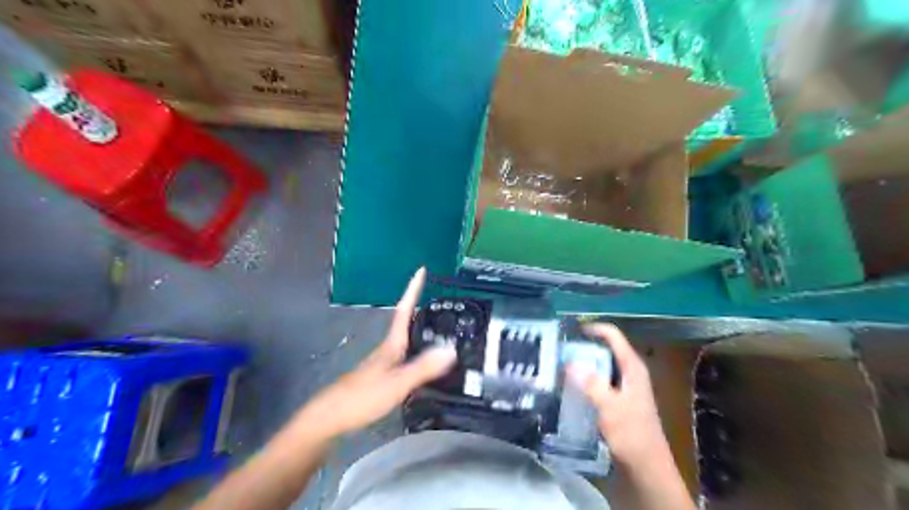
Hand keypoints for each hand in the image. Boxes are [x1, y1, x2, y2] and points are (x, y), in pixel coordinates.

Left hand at [300, 269, 454, 439]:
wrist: (330, 417)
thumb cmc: (362, 397)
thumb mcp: (397, 383)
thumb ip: (423, 368)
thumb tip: (451, 349)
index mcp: (391, 345)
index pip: (404, 311)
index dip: (412, 290)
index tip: (421, 270)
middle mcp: (387, 350)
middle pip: (404, 322)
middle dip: (418, 307)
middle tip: (439, 299)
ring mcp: (382, 363)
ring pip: (404, 339)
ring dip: (418, 328)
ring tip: (438, 326)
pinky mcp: (380, 376)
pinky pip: (404, 355)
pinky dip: (416, 349)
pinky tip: (421, 361)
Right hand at [569, 325, 669, 468]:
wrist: (647, 467)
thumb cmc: (632, 434)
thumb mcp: (611, 408)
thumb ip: (592, 384)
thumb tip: (569, 363)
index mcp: (632, 367)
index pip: (613, 336)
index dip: (593, 329)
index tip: (570, 331)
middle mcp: (629, 372)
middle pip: (604, 350)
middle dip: (582, 348)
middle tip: (558, 351)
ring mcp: (624, 386)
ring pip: (600, 366)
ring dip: (582, 365)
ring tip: (559, 366)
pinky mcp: (618, 400)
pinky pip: (599, 382)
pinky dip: (585, 380)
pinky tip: (570, 387)